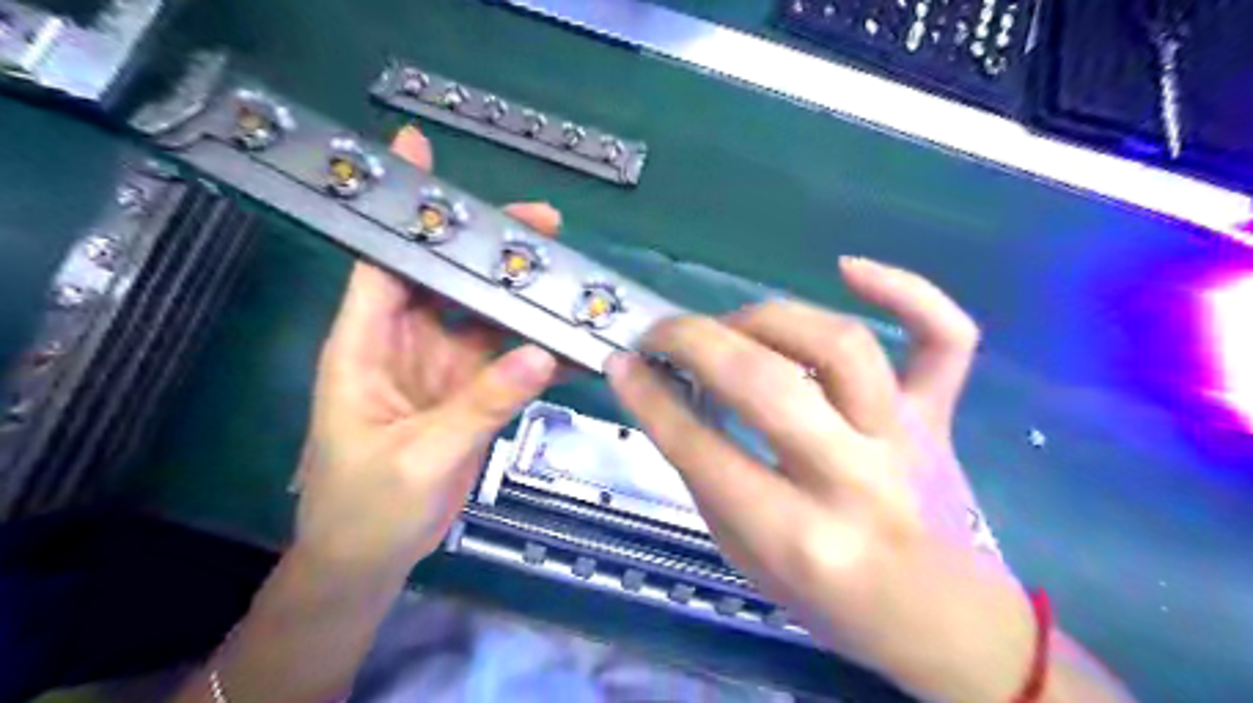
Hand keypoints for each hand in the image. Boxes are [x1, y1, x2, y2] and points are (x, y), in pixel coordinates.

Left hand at [294, 127, 557, 581]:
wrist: (370, 559)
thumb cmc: (365, 507)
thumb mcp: (419, 454)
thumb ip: (480, 404)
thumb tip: (540, 353)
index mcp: (365, 346)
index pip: (382, 263)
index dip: (403, 211)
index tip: (422, 156)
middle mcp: (404, 345)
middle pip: (448, 280)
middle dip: (490, 250)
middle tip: (543, 227)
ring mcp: (442, 370)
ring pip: (485, 318)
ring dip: (522, 300)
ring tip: (567, 278)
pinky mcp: (469, 395)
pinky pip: (507, 362)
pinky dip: (537, 351)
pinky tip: (569, 341)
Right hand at [611, 259, 1039, 702]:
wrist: (940, 620)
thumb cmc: (832, 601)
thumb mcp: (746, 557)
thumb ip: (706, 475)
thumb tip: (663, 397)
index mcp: (796, 537)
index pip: (702, 448)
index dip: (649, 398)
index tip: (621, 363)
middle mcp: (853, 479)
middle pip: (765, 383)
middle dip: (694, 343)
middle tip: (660, 335)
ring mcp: (907, 438)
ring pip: (840, 345)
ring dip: (767, 318)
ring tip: (732, 326)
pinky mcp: (941, 415)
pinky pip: (945, 337)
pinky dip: (907, 290)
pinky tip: (848, 267)